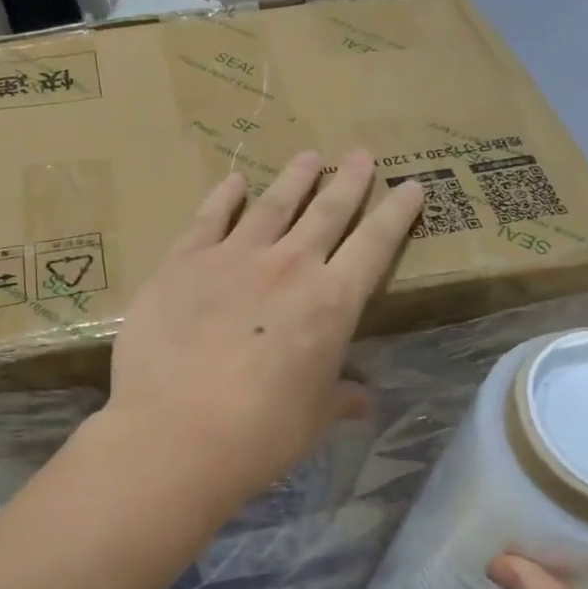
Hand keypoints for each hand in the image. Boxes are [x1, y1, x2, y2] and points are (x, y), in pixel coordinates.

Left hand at [101, 149, 424, 513]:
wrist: (176, 432)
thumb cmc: (260, 434)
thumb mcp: (313, 420)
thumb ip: (339, 399)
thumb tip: (362, 400)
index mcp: (331, 304)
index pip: (376, 245)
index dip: (397, 213)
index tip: (411, 186)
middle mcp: (288, 268)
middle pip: (327, 212)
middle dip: (349, 182)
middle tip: (360, 154)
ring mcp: (232, 258)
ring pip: (273, 205)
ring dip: (294, 178)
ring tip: (309, 156)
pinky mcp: (182, 263)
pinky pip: (209, 218)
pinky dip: (224, 197)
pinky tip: (234, 182)